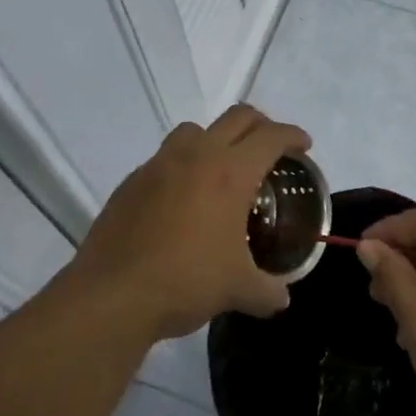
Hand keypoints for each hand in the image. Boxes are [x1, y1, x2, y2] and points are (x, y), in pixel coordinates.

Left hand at [68, 105, 308, 342]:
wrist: (112, 296)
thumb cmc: (185, 281)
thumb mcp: (237, 289)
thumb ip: (267, 290)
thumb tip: (282, 298)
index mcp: (231, 172)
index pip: (271, 136)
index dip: (293, 135)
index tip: (303, 145)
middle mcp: (197, 155)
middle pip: (237, 117)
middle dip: (261, 125)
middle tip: (270, 148)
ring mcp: (160, 164)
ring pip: (195, 129)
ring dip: (216, 138)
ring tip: (222, 167)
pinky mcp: (132, 180)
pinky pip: (165, 158)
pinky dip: (182, 166)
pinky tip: (182, 199)